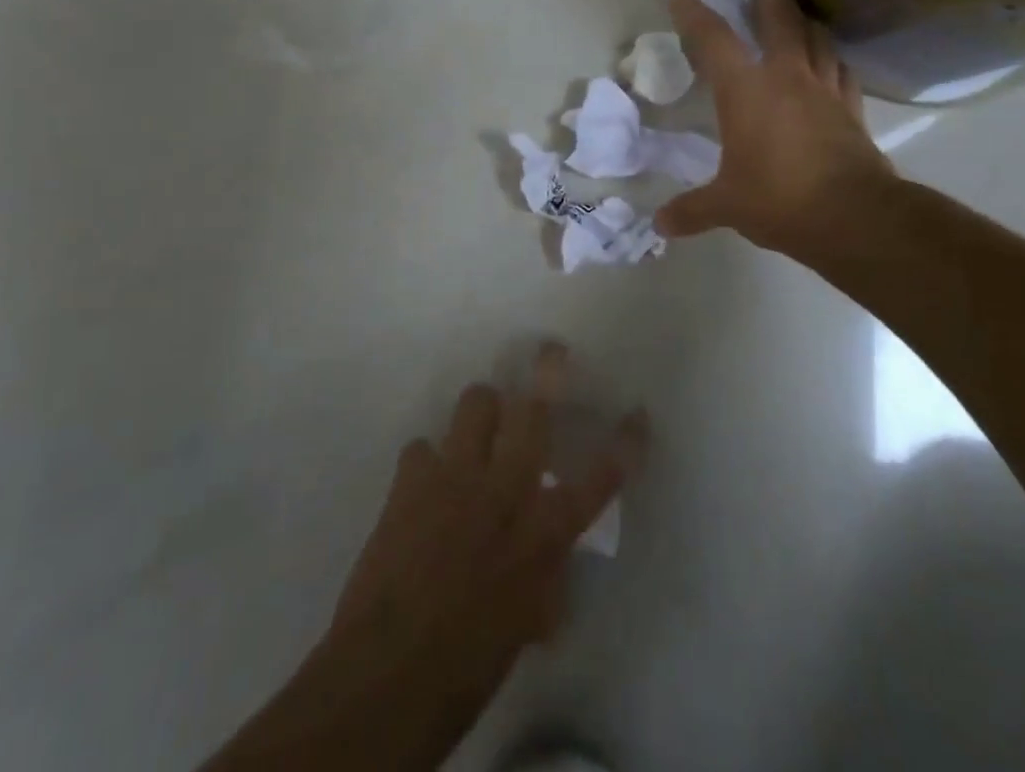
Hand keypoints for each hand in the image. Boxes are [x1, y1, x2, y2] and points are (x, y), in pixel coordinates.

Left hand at [325, 345, 645, 742]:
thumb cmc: (469, 664)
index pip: (599, 478)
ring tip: (482, 424)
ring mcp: (457, 475)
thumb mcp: (526, 623)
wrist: (387, 673)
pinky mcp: (412, 479)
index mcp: (544, 533)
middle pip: (536, 408)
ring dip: (483, 409)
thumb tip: (551, 563)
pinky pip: (422, 445)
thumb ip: (544, 577)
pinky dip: (428, 460)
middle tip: (551, 352)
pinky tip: (426, 482)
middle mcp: (506, 489)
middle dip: (548, 369)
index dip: (625, 443)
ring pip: (477, 401)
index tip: (637, 414)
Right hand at [655, 0, 895, 262]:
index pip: (714, 39)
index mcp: (746, 90)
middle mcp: (786, 77)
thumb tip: (659, 224)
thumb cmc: (779, 199)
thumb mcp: (727, 206)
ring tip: (796, 16)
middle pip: (778, 19)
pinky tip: (831, 61)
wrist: (853, 216)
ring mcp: (824, 89)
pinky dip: (833, 59)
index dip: (695, 14)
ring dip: (804, 21)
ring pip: (817, 37)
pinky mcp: (852, 109)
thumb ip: (692, 210)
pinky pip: (843, 71)